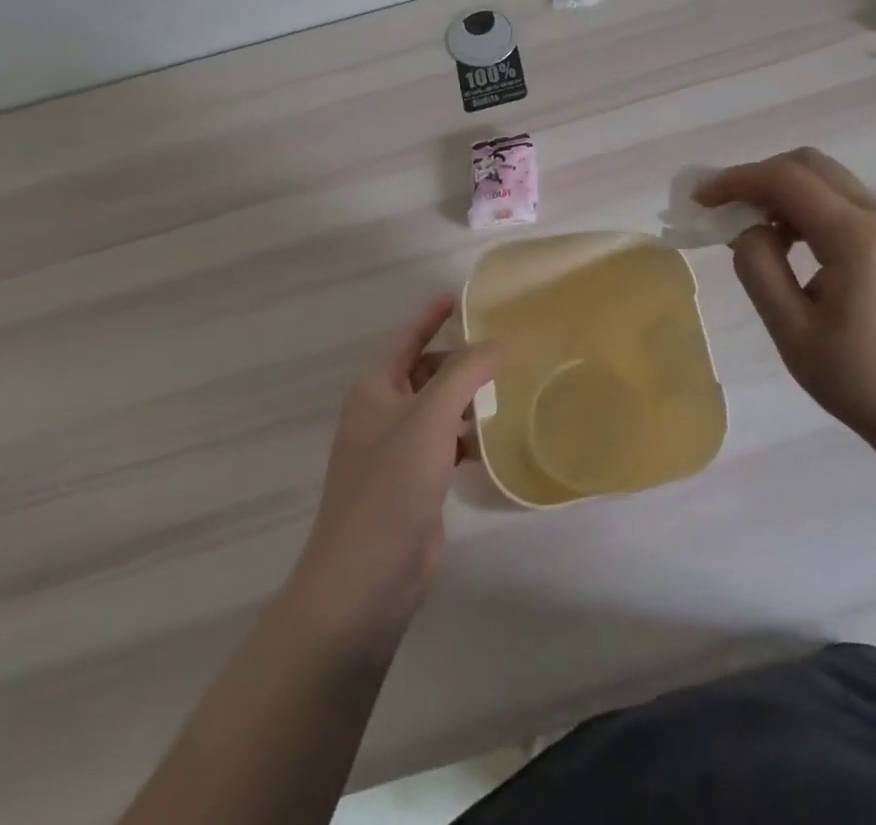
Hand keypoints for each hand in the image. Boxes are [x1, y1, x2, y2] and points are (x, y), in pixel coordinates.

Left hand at [288, 297, 497, 649]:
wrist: (365, 580)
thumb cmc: (391, 486)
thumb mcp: (430, 418)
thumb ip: (465, 373)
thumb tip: (496, 343)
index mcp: (374, 391)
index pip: (405, 339)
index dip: (430, 316)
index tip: (459, 296)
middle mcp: (382, 415)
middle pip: (424, 371)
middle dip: (458, 359)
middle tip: (502, 348)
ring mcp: (397, 452)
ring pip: (438, 409)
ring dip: (467, 398)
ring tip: (509, 388)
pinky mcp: (414, 484)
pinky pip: (445, 443)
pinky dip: (467, 436)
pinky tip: (495, 440)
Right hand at [696, 149, 875, 450]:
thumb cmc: (862, 380)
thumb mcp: (794, 331)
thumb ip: (760, 269)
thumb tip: (748, 229)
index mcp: (856, 236)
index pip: (787, 179)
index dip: (737, 180)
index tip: (701, 199)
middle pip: (811, 166)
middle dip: (760, 177)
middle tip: (725, 208)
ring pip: (829, 181)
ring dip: (785, 192)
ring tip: (752, 229)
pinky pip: (846, 203)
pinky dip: (809, 208)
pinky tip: (791, 244)